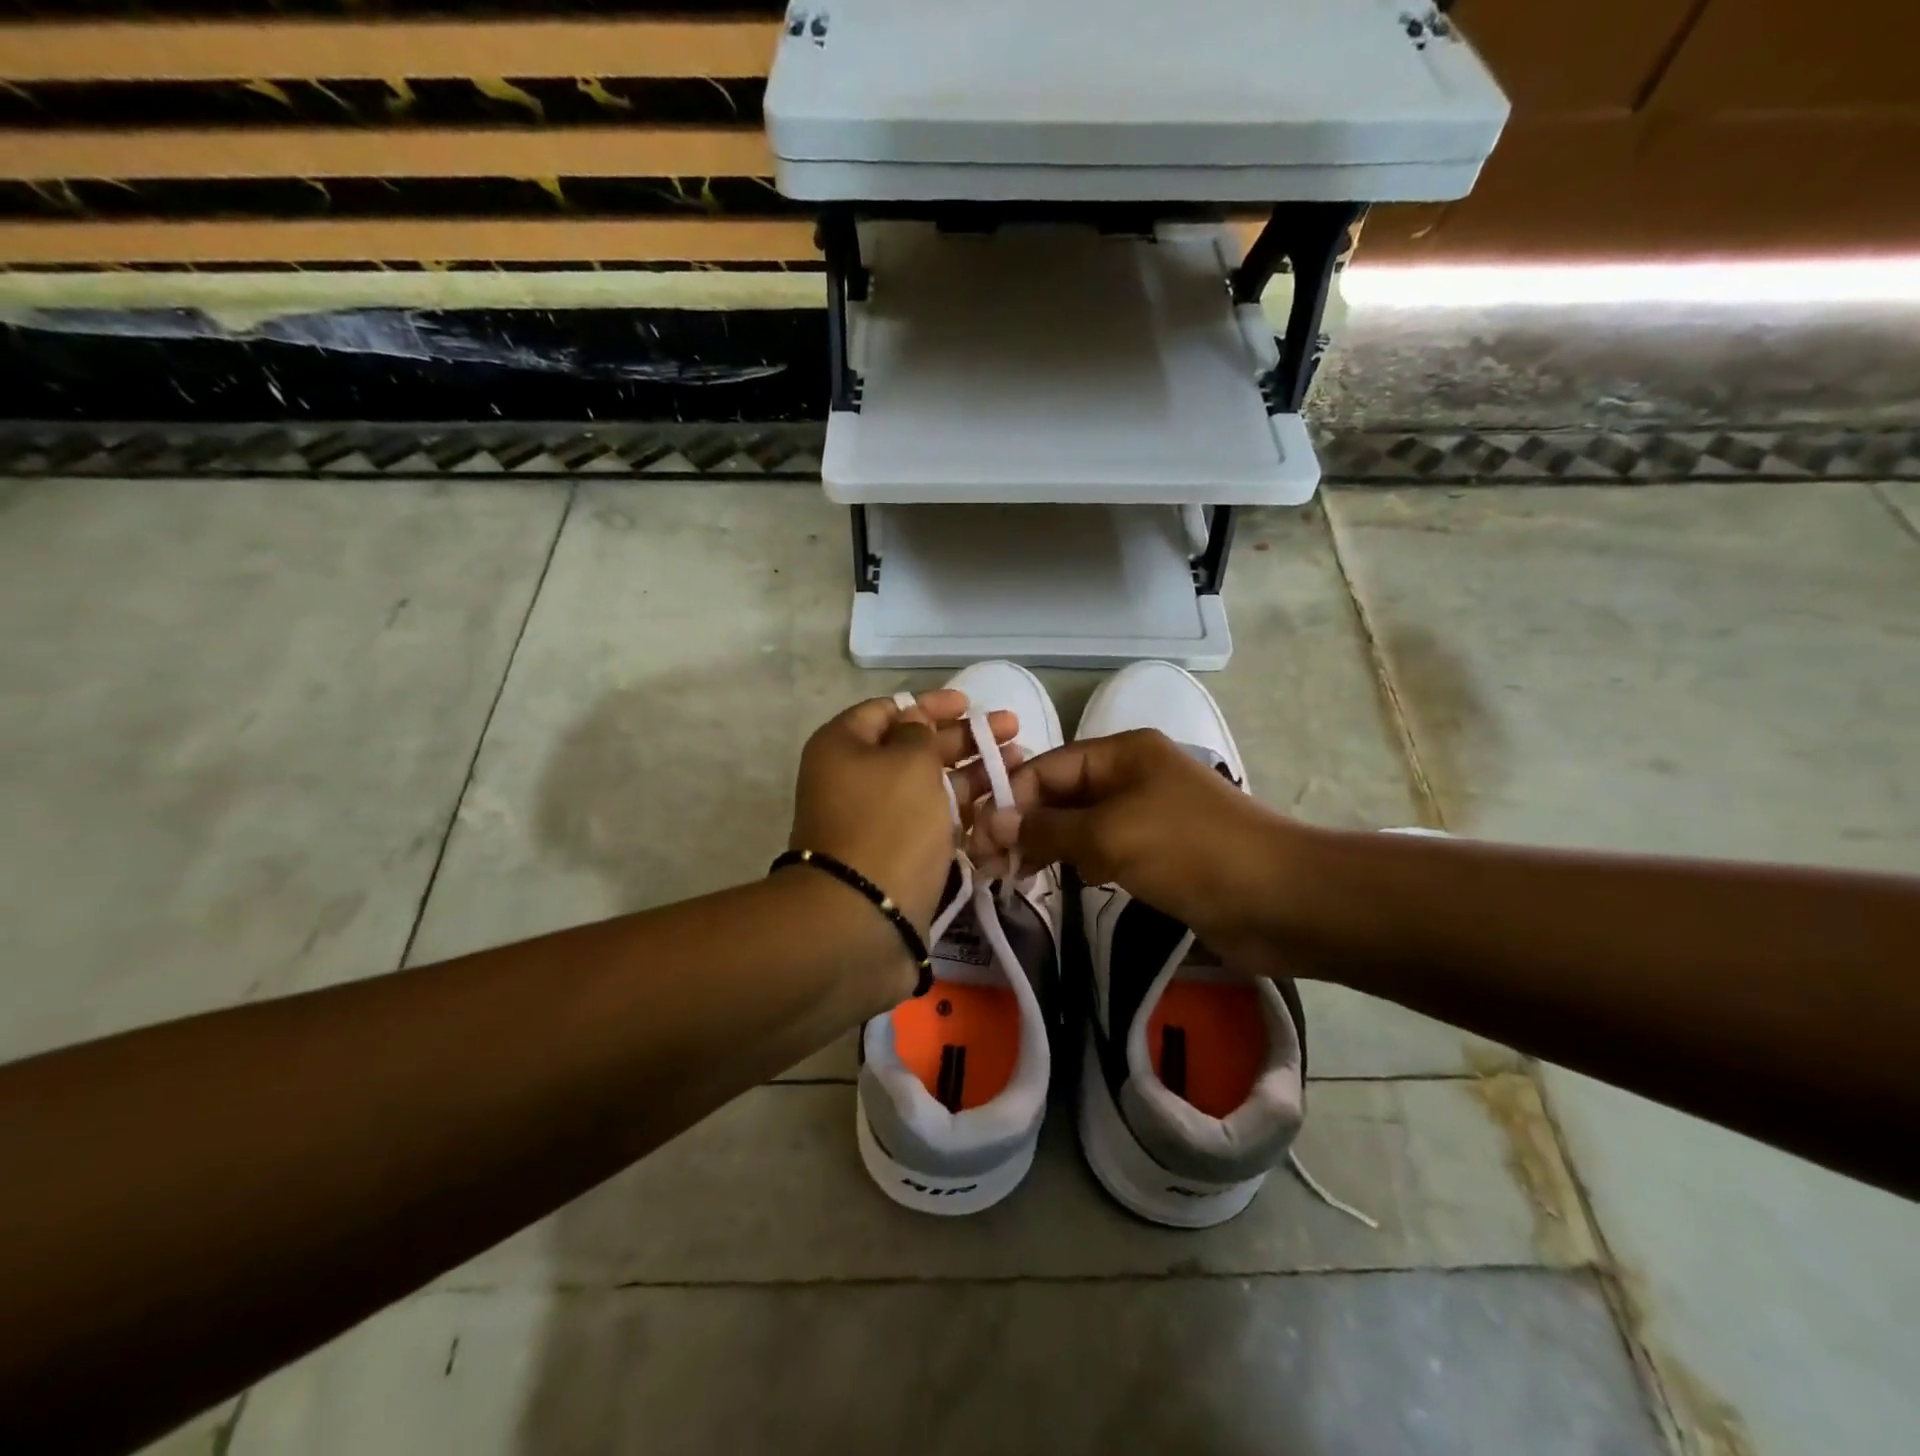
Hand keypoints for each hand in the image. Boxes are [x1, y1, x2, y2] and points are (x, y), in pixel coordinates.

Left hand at [789, 690, 1018, 936]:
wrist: (862, 917)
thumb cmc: (887, 824)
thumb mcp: (908, 762)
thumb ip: (920, 733)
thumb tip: (916, 721)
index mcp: (844, 746)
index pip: (889, 710)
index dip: (931, 703)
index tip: (969, 703)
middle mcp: (856, 779)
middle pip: (914, 747)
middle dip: (964, 738)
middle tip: (1012, 730)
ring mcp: (877, 820)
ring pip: (930, 785)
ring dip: (974, 773)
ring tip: (1020, 764)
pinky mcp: (898, 854)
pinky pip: (934, 821)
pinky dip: (965, 810)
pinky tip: (1001, 804)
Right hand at [965, 728, 1296, 966]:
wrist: (1281, 901)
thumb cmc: (1192, 852)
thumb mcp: (1111, 835)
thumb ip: (1047, 829)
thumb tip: (990, 823)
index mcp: (1124, 752)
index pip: (1048, 767)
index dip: (1010, 799)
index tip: (977, 839)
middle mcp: (1132, 775)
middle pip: (1061, 794)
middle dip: (1024, 824)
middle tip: (987, 865)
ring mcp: (1146, 815)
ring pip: (1079, 824)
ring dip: (1046, 846)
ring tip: (1012, 877)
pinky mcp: (1158, 853)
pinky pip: (1103, 850)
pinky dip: (1077, 863)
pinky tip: (1059, 883)